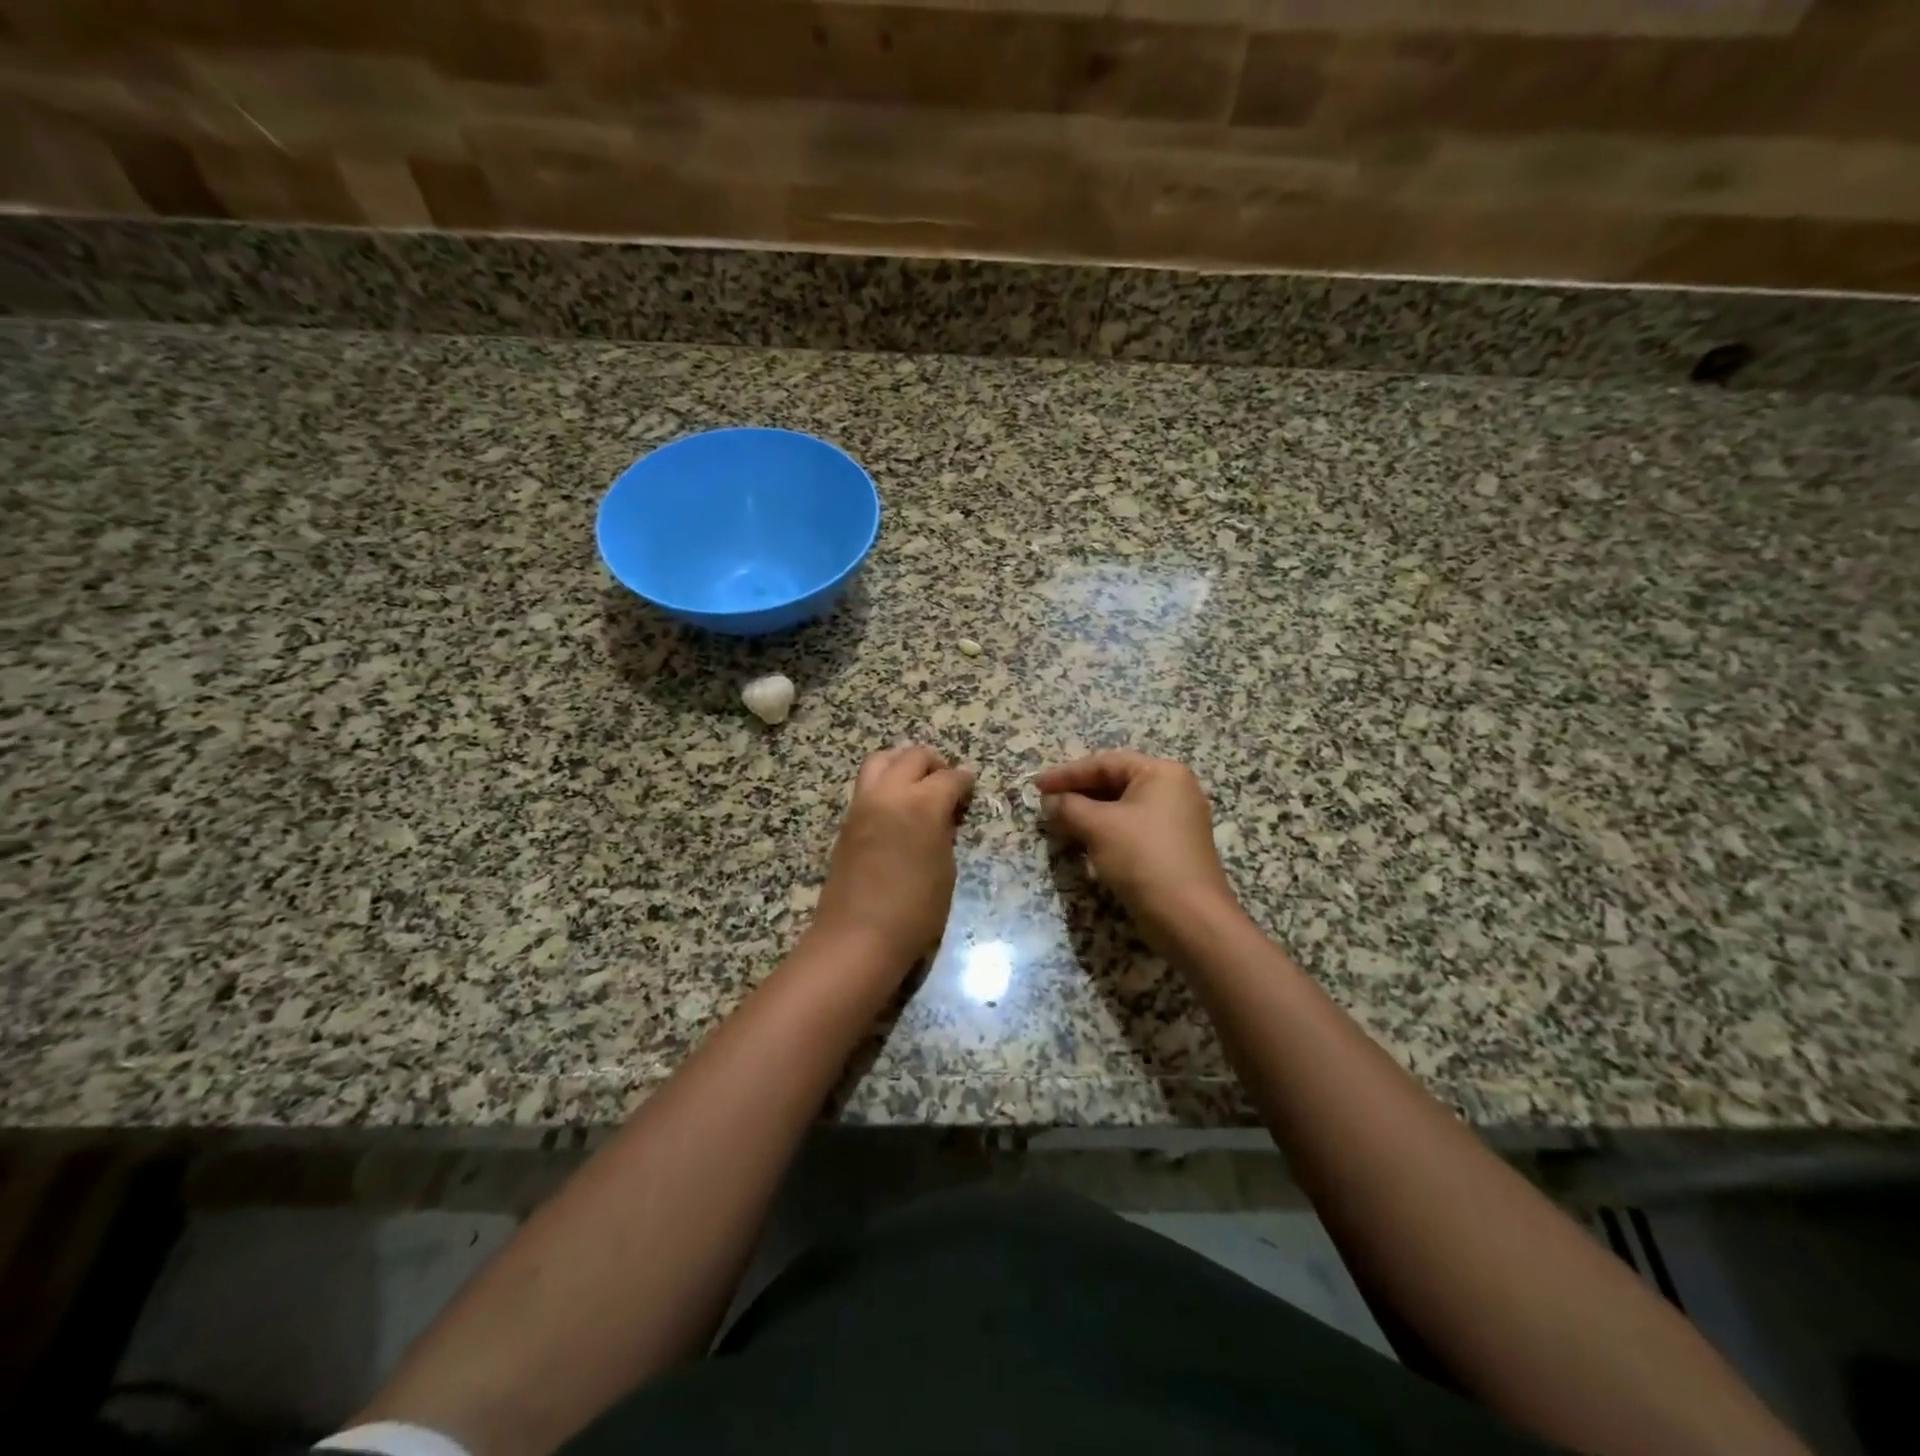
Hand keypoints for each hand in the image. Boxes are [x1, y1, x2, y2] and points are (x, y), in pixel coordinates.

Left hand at [812, 744, 975, 966]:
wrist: (858, 936)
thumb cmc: (914, 912)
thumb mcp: (945, 870)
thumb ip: (944, 833)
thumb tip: (943, 816)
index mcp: (922, 805)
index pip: (949, 777)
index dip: (965, 780)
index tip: (970, 786)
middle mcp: (890, 794)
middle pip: (912, 756)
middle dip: (934, 764)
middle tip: (946, 782)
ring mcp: (863, 804)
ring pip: (881, 760)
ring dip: (902, 763)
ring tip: (916, 784)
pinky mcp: (847, 820)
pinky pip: (867, 785)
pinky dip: (884, 782)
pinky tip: (896, 806)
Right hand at [1034, 751, 1238, 934]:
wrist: (1188, 917)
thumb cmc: (1143, 858)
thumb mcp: (1098, 827)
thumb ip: (1068, 806)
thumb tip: (1048, 800)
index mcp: (1162, 773)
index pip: (1105, 763)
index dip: (1067, 773)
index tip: (1037, 786)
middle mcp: (1173, 790)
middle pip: (1115, 783)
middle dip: (1077, 794)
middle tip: (1045, 804)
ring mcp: (1175, 820)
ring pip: (1121, 808)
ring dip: (1088, 815)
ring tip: (1057, 823)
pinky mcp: (1171, 848)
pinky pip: (1131, 829)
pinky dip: (1105, 832)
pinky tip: (1082, 843)